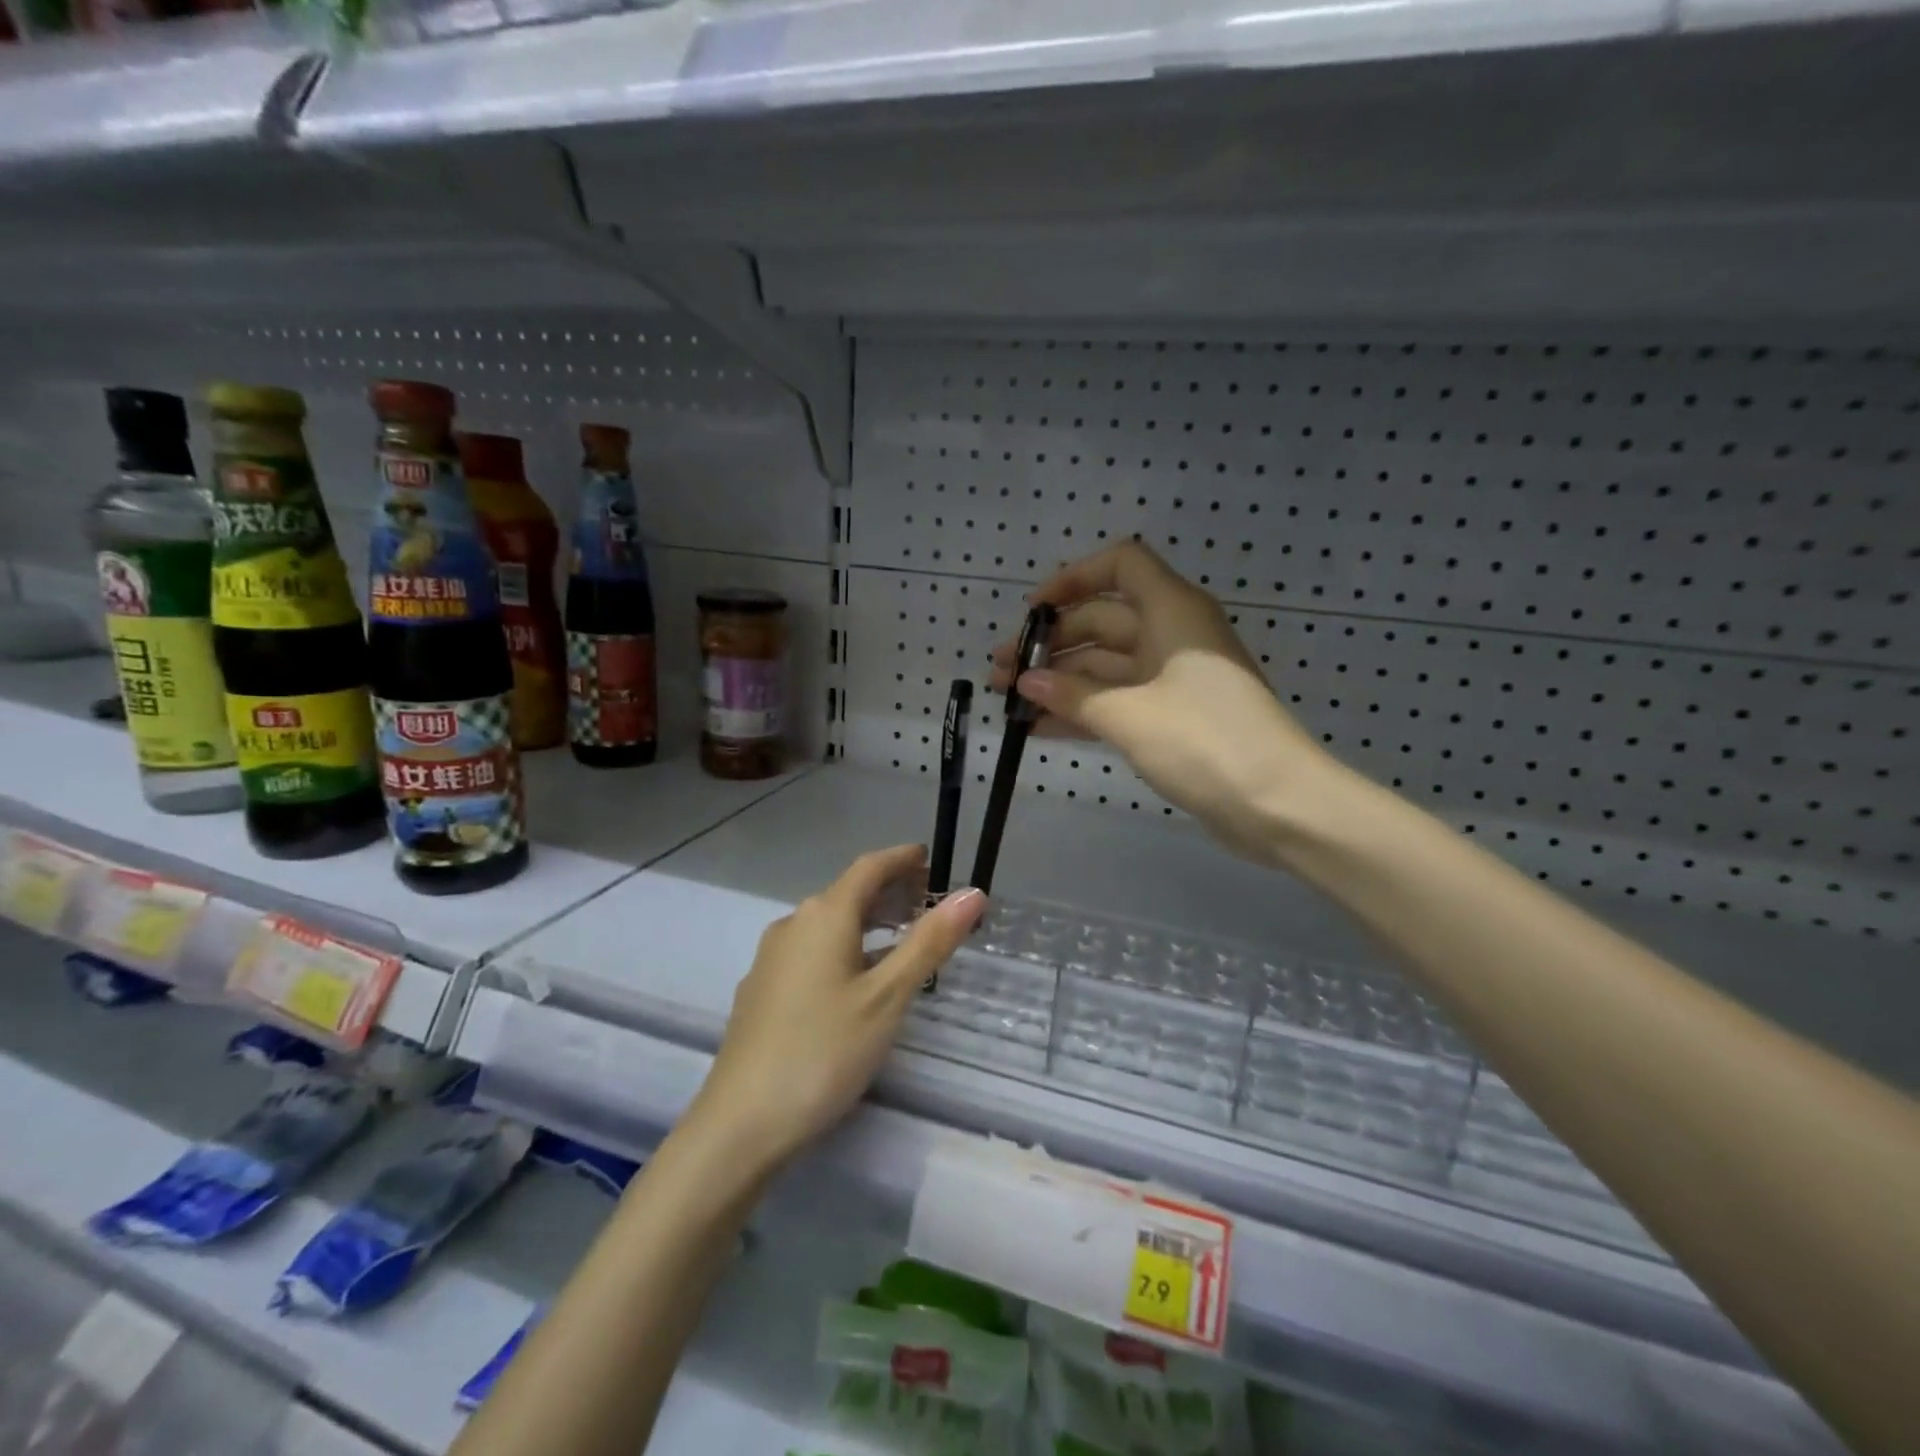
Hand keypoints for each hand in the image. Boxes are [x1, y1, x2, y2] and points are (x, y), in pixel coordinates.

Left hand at [691, 846, 986, 1168]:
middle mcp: (793, 925)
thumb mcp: (887, 997)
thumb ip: (929, 942)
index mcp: (824, 916)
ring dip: (868, 921)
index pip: (869, 867)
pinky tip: (857, 977)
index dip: (901, 858)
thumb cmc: (823, 1052)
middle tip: (927, 900)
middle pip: (848, 893)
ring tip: (902, 935)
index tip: (930, 858)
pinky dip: (845, 946)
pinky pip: (812, 950)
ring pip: (829, 924)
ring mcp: (772, 958)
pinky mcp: (763, 990)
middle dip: (889, 890)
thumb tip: (972, 893)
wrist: (739, 1124)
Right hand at [991, 542, 1328, 863]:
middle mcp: (1172, 635)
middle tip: (1001, 672)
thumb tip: (1026, 683)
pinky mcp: (1173, 718)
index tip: (1032, 612)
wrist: (1278, 804)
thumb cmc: (1205, 742)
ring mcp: (1173, 679)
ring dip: (1059, 680)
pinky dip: (1082, 710)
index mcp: (1173, 612)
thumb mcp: (1129, 715)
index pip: (1121, 565)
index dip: (1073, 578)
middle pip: (1103, 619)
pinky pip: (1118, 701)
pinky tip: (1038, 727)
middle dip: (1050, 643)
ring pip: (1106, 665)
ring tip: (1007, 700)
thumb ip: (1072, 695)